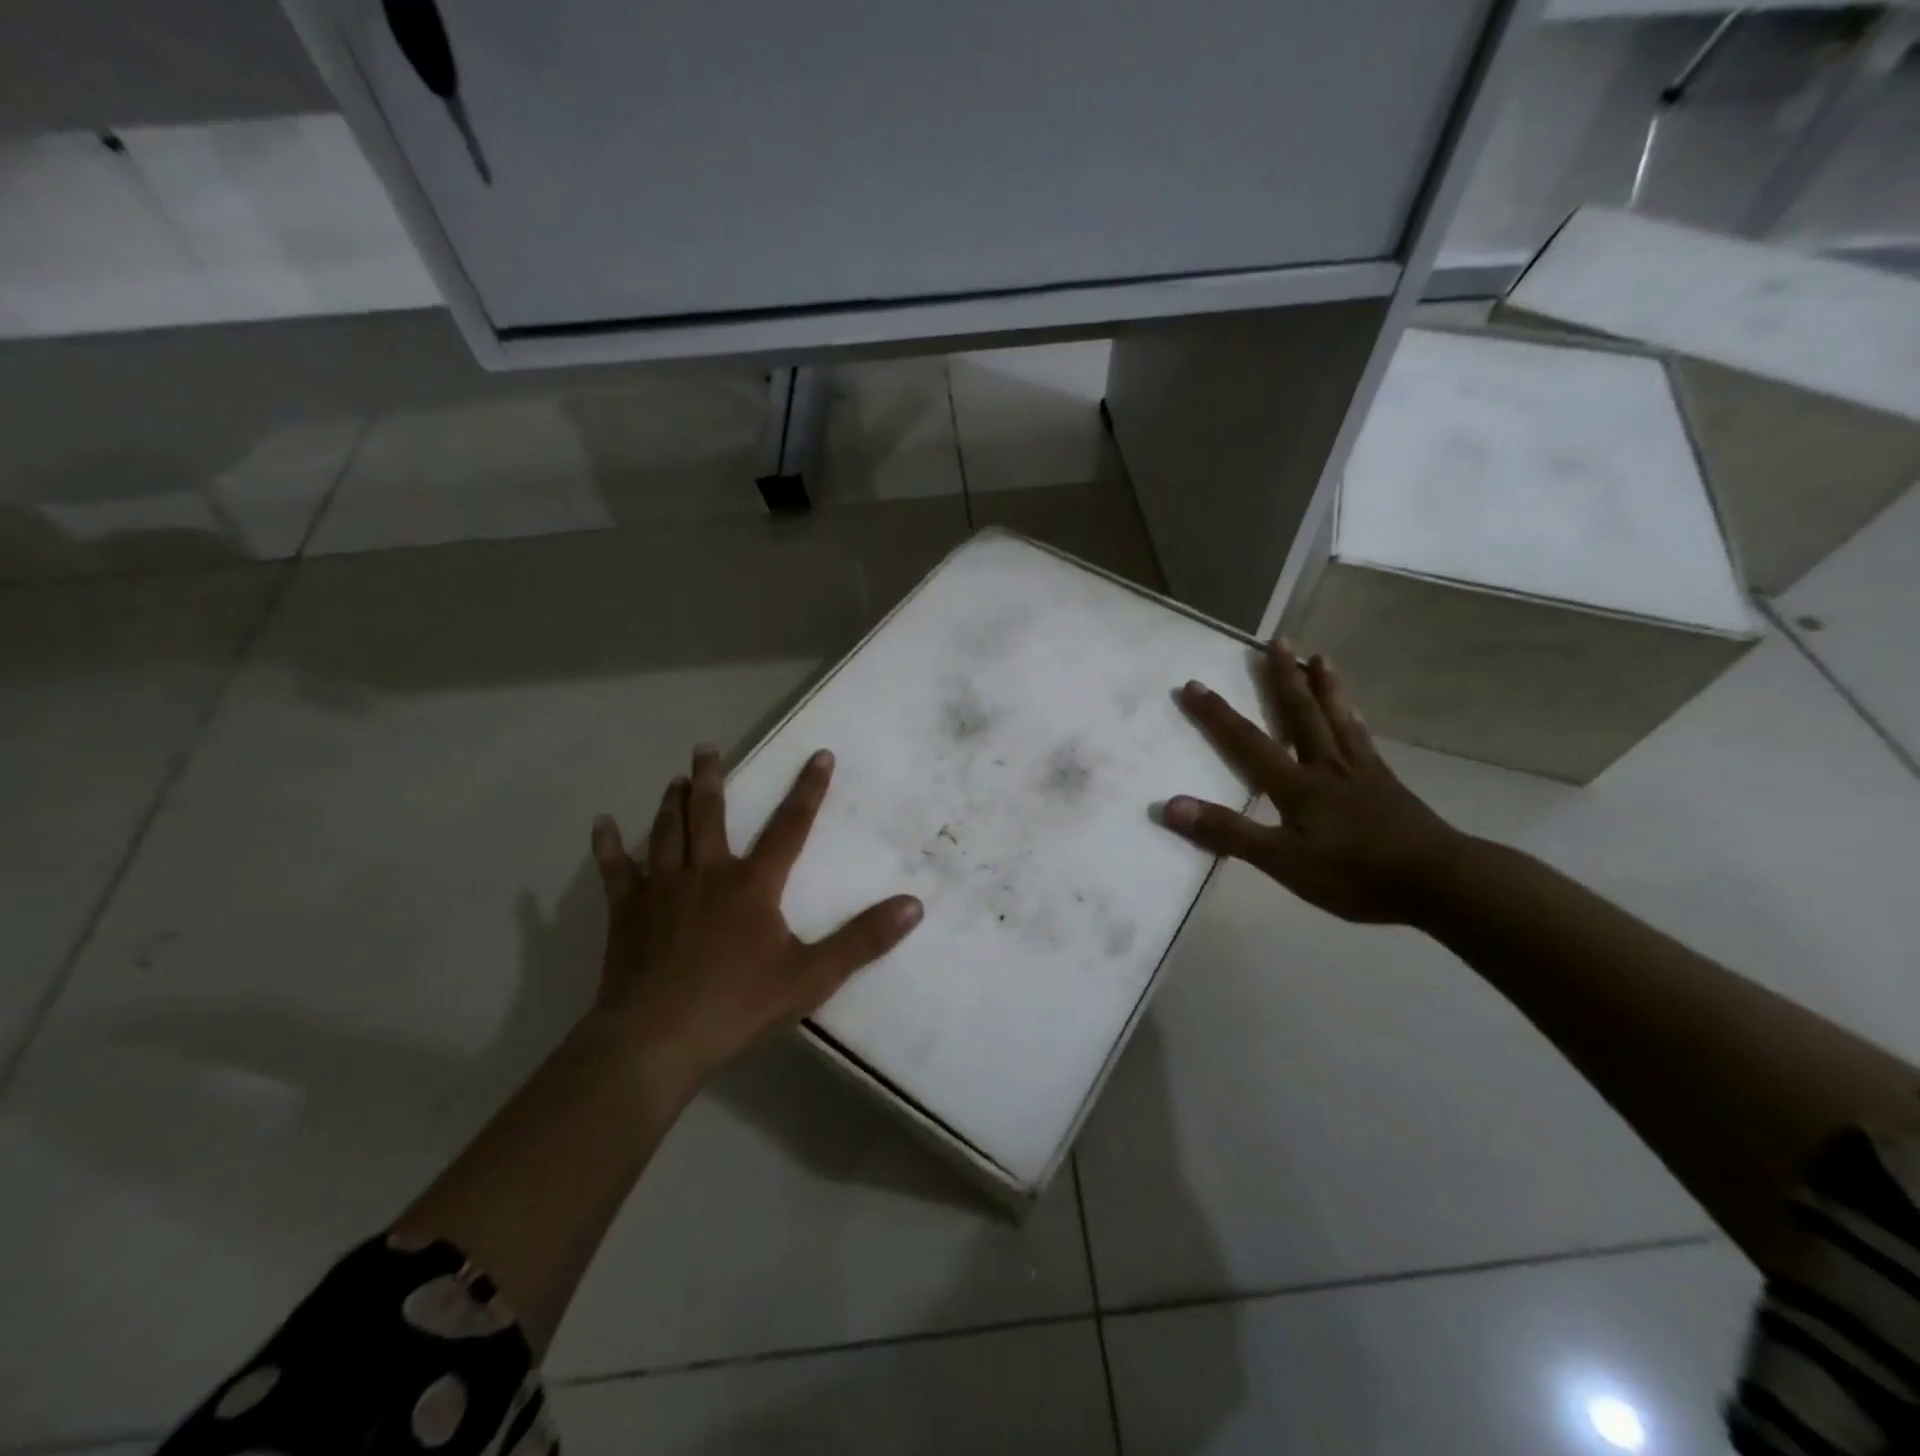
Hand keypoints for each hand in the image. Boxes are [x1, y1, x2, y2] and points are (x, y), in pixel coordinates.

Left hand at [587, 745, 922, 1089]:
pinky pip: (615, 869)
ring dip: (672, 801)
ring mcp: (661, 888)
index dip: (808, 790)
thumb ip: (863, 939)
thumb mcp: (812, 976)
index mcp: (752, 884)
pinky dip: (608, 846)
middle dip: (712, 778)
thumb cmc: (737, 1005)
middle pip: (710, 814)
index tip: (819, 755)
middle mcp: (706, 873)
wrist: (656, 1039)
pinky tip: (602, 825)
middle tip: (706, 748)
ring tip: (675, 779)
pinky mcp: (626, 910)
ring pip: (667, 831)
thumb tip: (914, 905)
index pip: (789, 826)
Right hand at [1160, 642, 1464, 924]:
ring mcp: (1360, 772)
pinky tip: (1356, 713)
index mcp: (1297, 786)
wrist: (1439, 881)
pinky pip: (1364, 740)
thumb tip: (1171, 806)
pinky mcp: (1386, 784)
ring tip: (1318, 657)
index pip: (1247, 742)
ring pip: (1337, 718)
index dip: (1217, 715)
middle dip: (1282, 679)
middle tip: (1276, 641)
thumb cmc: (1355, 874)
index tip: (1193, 684)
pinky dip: (1354, 718)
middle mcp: (1326, 767)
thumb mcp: (1282, 861)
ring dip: (1323, 686)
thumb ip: (1228, 832)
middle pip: (1300, 714)